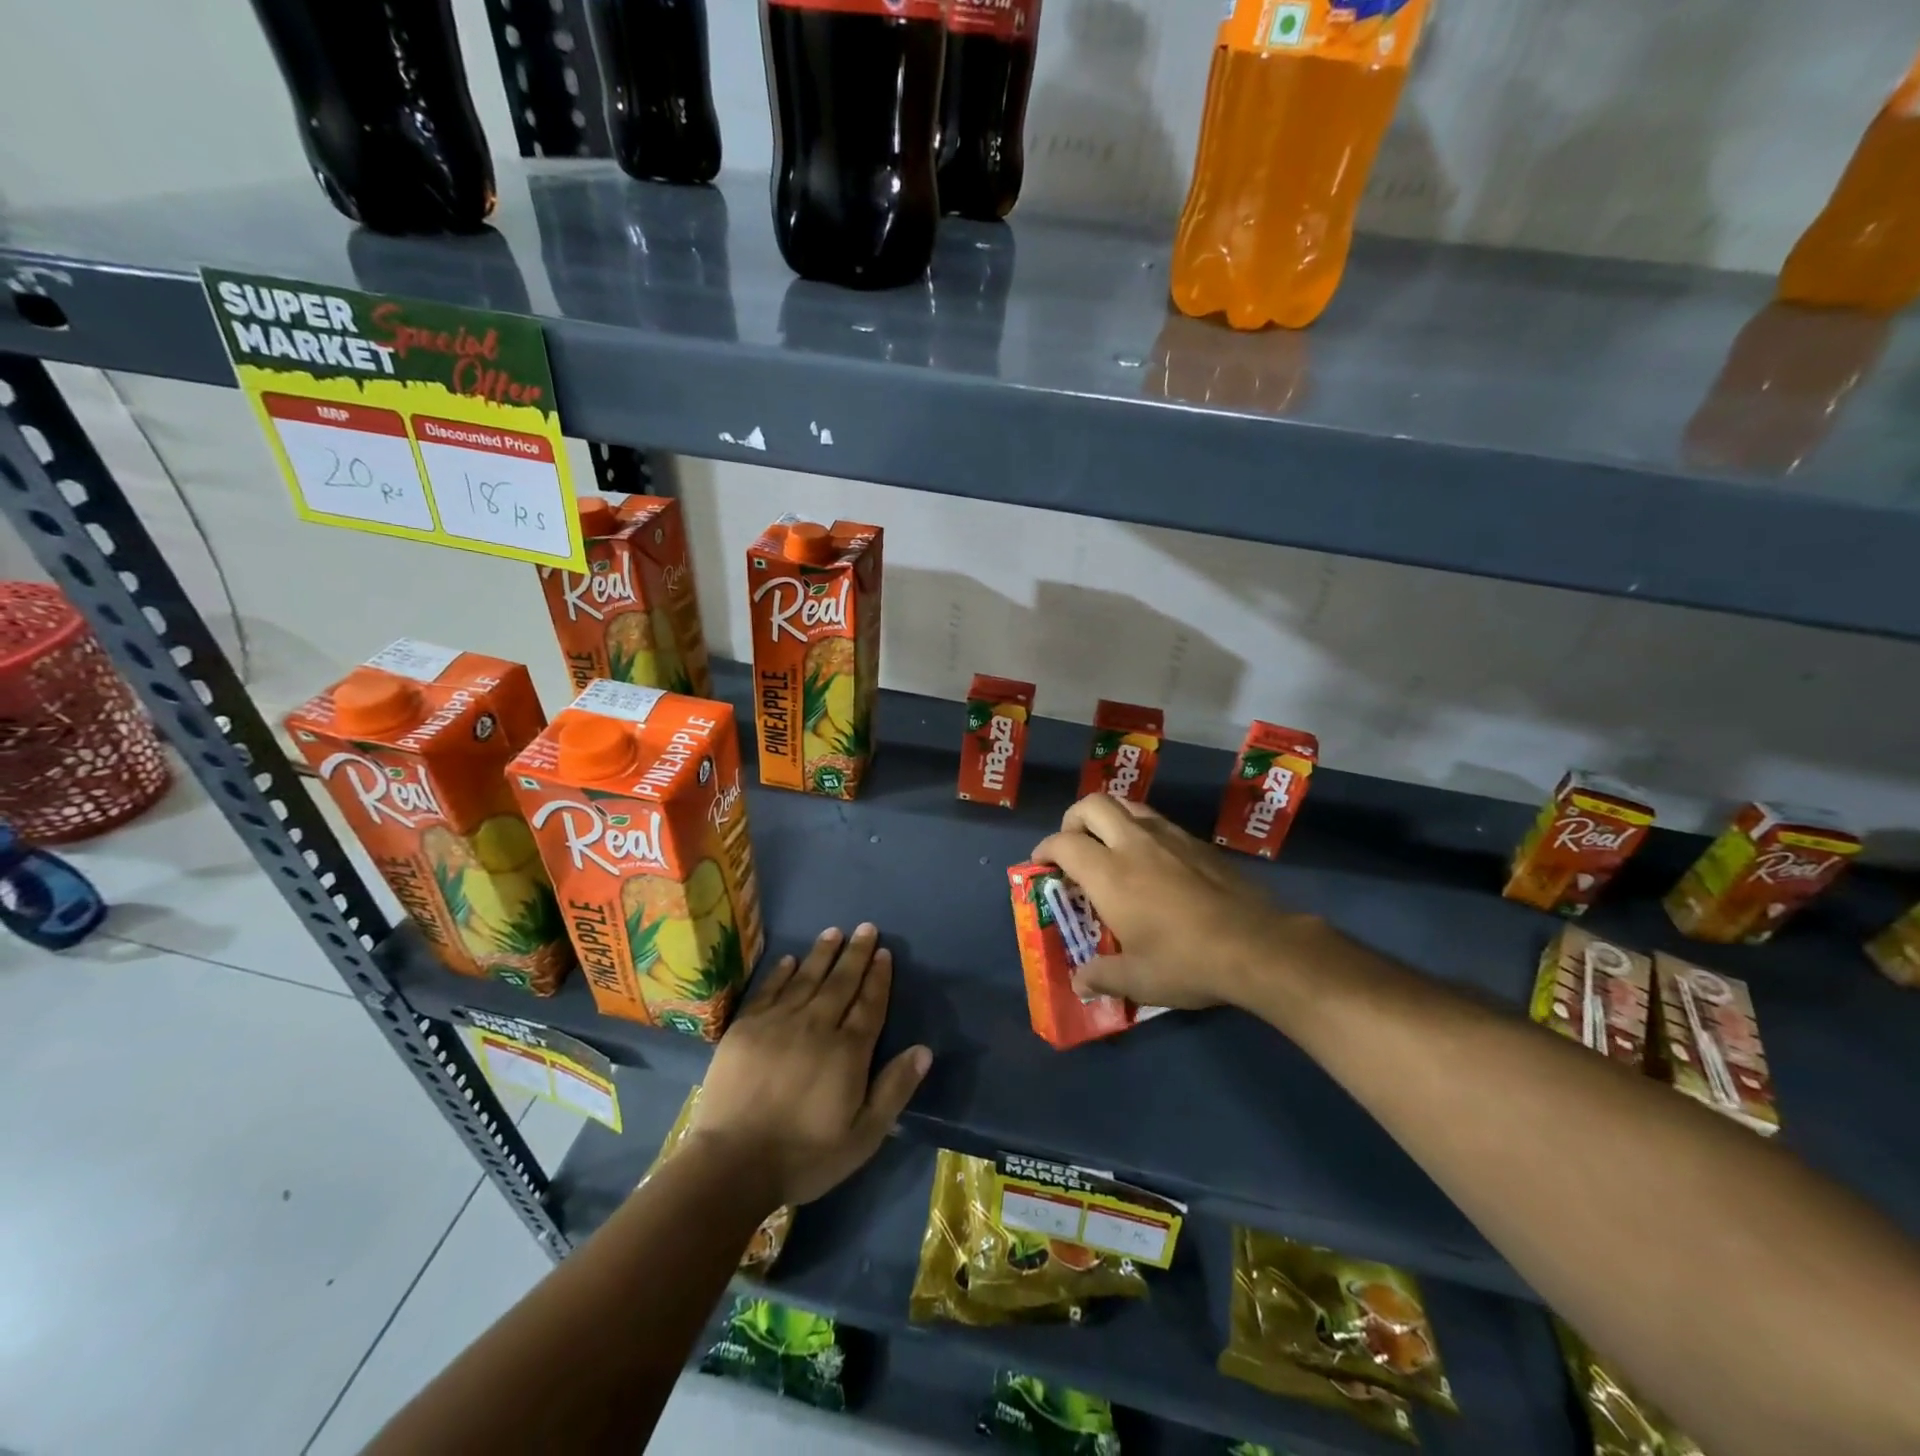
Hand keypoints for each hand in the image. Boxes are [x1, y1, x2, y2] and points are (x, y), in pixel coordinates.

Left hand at [687, 924, 931, 1209]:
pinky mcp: (745, 1028)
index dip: (878, 977)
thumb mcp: (863, 1135)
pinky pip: (769, 990)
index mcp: (847, 1051)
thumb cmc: (805, 1155)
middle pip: (841, 982)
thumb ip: (894, 1089)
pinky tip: (790, 960)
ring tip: (834, 932)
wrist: (733, 1163)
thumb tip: (924, 1049)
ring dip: (822, 953)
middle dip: (856, 954)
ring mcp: (777, 1023)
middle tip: (866, 928)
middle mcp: (816, 1026)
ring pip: (806, 978)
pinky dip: (781, 973)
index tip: (884, 953)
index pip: (869, 1004)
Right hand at [1033, 794, 1305, 1010]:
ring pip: (1128, 805)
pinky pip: (1158, 821)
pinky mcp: (1198, 842)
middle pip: (1092, 805)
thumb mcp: (1137, 979)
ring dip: (1109, 818)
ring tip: (1110, 847)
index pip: (1063, 843)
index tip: (1041, 864)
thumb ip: (1101, 976)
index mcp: (1109, 874)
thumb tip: (1079, 982)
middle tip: (1074, 846)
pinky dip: (1141, 830)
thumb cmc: (1186, 962)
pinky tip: (1152, 862)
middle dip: (1074, 819)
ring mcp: (1169, 837)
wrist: (1257, 946)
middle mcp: (1134, 843)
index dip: (1045, 849)